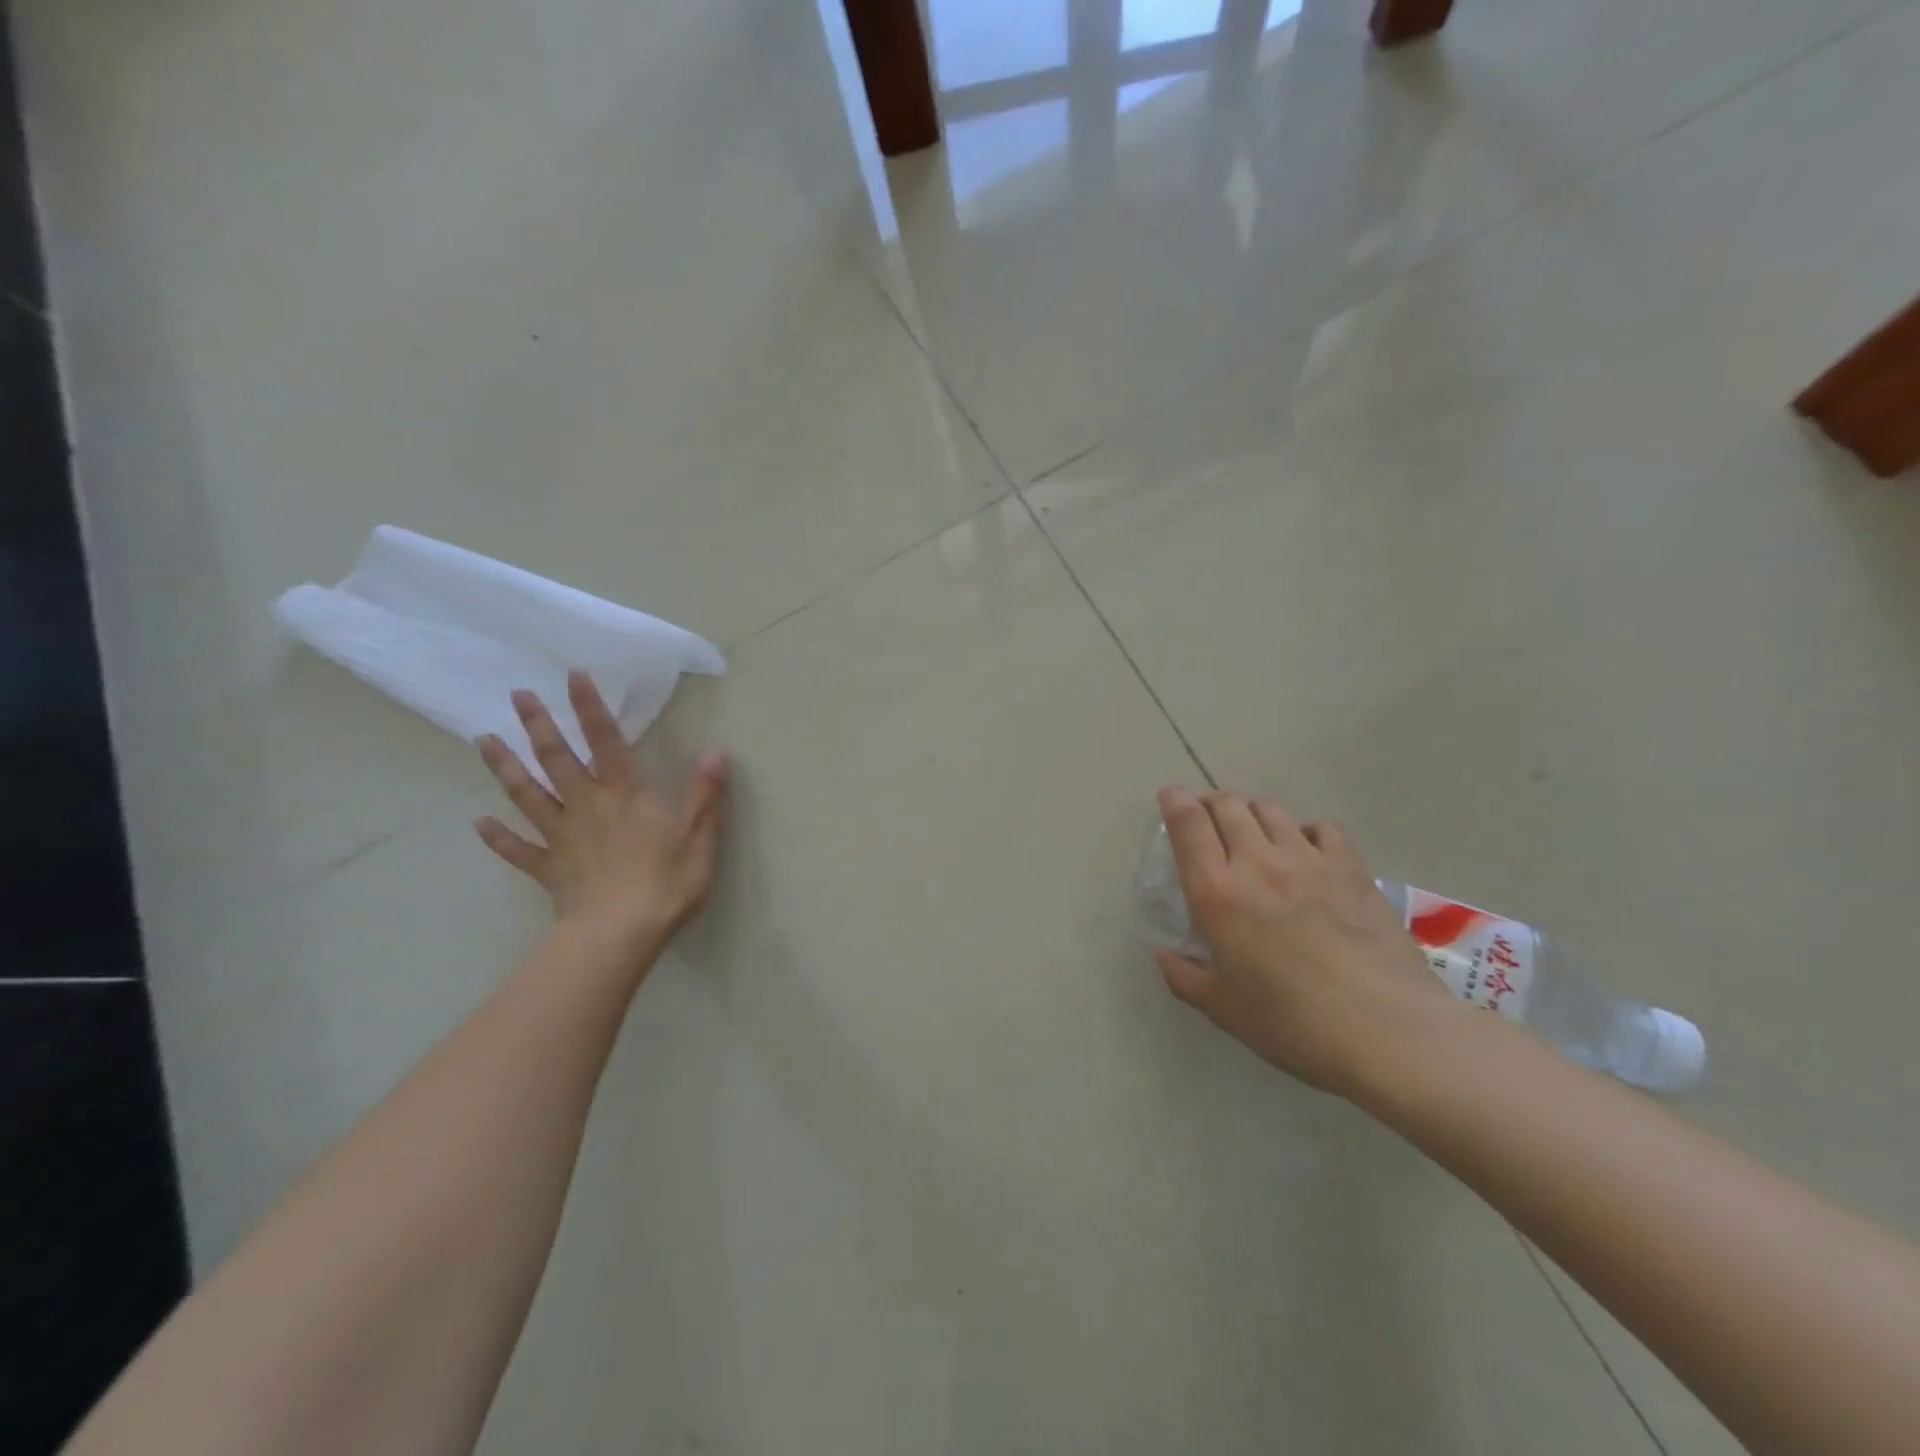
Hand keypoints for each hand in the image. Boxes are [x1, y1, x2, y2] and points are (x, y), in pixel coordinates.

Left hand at [474, 671, 728, 958]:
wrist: (619, 935)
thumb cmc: (666, 883)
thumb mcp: (700, 837)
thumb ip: (705, 794)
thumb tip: (716, 752)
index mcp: (626, 794)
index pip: (607, 741)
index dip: (591, 708)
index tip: (573, 676)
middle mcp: (587, 805)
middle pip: (557, 759)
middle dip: (539, 726)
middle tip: (518, 696)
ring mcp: (561, 837)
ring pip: (528, 795)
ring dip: (506, 767)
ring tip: (483, 740)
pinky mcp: (548, 869)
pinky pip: (518, 850)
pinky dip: (497, 837)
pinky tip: (479, 824)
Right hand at [1154, 787, 1460, 1096]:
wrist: (1387, 1031)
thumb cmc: (1293, 1024)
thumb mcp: (1224, 1009)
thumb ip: (1184, 977)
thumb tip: (1165, 955)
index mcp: (1216, 892)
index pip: (1188, 824)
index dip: (1174, 802)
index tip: (1170, 797)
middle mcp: (1257, 862)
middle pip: (1228, 805)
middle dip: (1211, 804)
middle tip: (1208, 823)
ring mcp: (1308, 860)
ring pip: (1270, 810)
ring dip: (1253, 814)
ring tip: (1254, 836)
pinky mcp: (1351, 868)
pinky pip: (1321, 828)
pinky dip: (1305, 832)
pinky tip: (1307, 853)